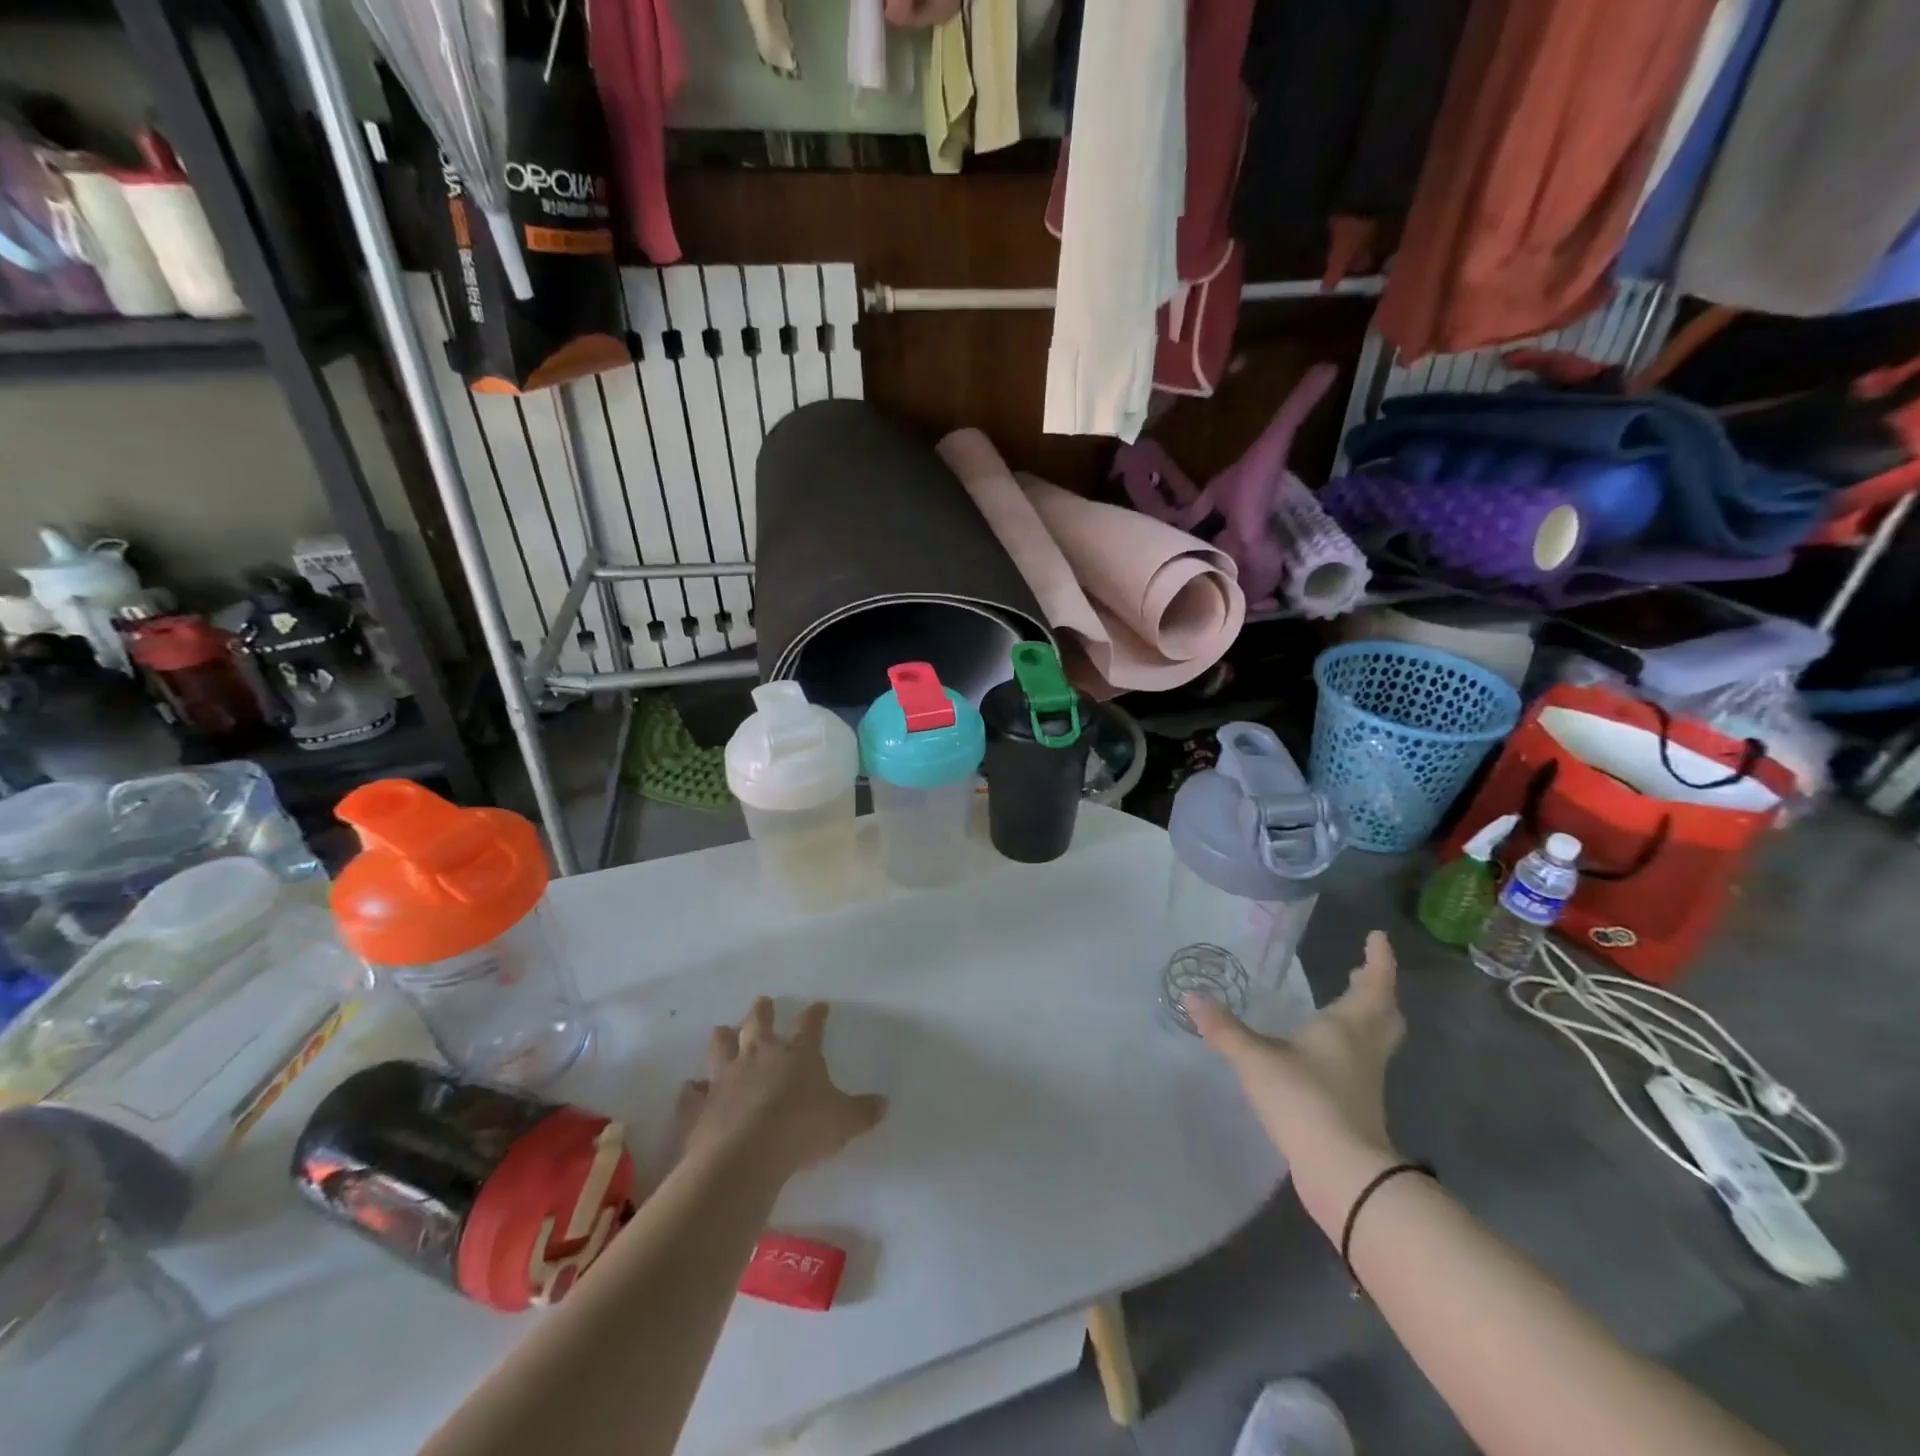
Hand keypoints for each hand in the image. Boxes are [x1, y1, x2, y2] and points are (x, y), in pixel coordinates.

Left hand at [679, 998, 886, 1182]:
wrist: (744, 1156)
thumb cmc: (800, 1130)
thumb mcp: (843, 1122)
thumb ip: (862, 1112)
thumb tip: (883, 1103)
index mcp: (797, 1054)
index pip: (809, 1025)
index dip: (815, 1014)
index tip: (819, 1005)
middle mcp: (760, 1055)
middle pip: (758, 1022)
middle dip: (762, 1010)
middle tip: (762, 1002)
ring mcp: (726, 1076)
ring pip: (721, 1045)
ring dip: (723, 1037)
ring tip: (722, 1030)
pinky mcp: (701, 1104)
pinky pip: (694, 1092)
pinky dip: (693, 1090)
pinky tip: (692, 1088)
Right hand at [1188, 931, 1405, 1227]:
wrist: (1341, 1172)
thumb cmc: (1303, 1099)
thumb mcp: (1255, 1059)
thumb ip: (1224, 1028)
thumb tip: (1191, 996)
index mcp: (1348, 1026)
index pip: (1374, 985)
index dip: (1379, 961)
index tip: (1378, 938)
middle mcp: (1364, 1049)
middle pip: (1385, 1014)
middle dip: (1377, 991)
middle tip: (1362, 972)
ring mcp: (1366, 1081)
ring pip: (1377, 1040)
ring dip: (1368, 1019)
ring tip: (1346, 1007)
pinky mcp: (1359, 1107)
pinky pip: (1363, 1064)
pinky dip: (1353, 1048)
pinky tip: (1325, 1054)